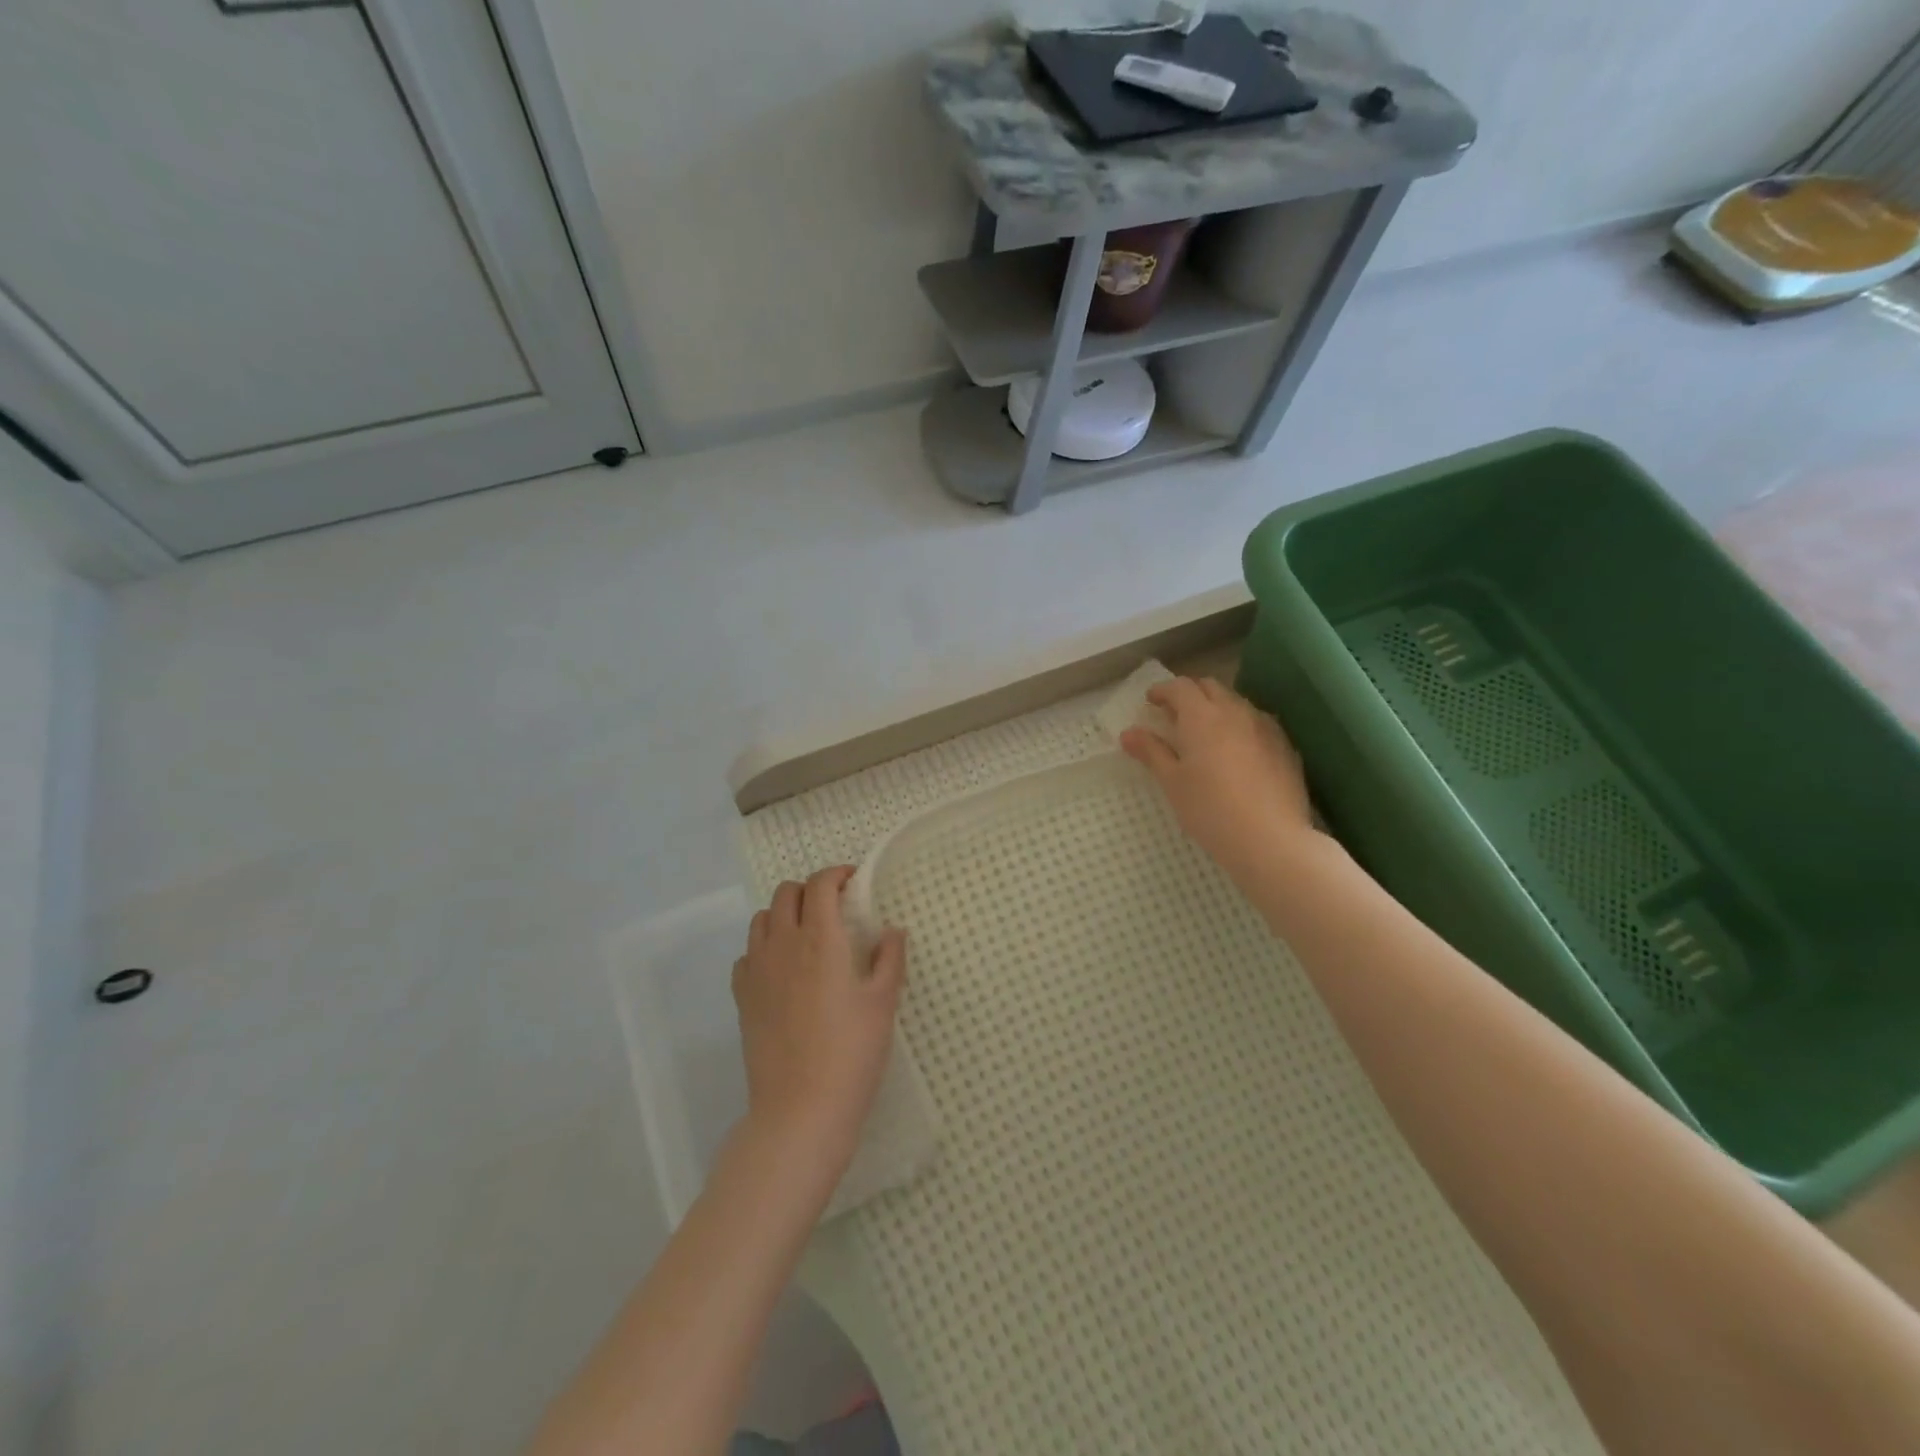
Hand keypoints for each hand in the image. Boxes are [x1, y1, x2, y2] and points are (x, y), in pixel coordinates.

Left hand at [733, 867, 905, 1176]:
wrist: (801, 1109)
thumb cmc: (852, 1052)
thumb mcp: (882, 1003)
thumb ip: (889, 959)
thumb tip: (892, 930)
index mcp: (820, 938)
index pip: (820, 884)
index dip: (836, 874)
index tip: (853, 881)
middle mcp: (782, 944)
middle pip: (786, 893)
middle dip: (810, 890)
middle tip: (834, 908)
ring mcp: (756, 971)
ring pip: (762, 919)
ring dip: (784, 914)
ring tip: (807, 934)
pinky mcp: (742, 997)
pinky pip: (747, 954)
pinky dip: (764, 948)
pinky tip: (782, 969)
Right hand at [1119, 676, 1316, 879]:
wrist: (1270, 839)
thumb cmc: (1210, 809)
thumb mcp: (1172, 782)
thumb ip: (1151, 752)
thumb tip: (1128, 733)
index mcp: (1202, 716)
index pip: (1180, 687)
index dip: (1163, 690)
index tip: (1151, 701)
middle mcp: (1236, 712)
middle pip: (1211, 687)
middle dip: (1190, 694)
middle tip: (1174, 714)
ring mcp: (1265, 727)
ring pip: (1237, 703)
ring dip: (1217, 708)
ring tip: (1205, 732)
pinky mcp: (1285, 746)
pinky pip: (1258, 723)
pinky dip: (1240, 725)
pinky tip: (1237, 750)